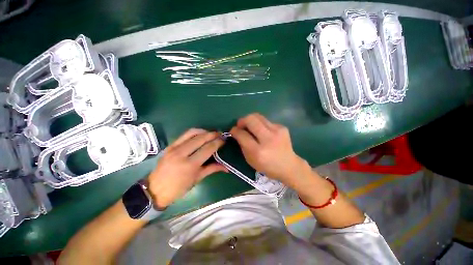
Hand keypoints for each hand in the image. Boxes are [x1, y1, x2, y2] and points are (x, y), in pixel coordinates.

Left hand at [146, 129, 226, 208]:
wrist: (155, 190)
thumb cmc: (178, 188)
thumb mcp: (197, 179)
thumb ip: (212, 169)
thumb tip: (227, 167)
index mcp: (190, 165)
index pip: (208, 148)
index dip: (218, 142)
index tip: (224, 139)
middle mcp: (182, 153)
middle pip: (201, 138)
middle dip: (213, 134)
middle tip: (220, 134)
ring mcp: (174, 148)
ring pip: (192, 133)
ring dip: (204, 131)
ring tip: (211, 133)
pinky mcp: (170, 145)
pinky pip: (184, 134)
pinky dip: (195, 132)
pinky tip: (200, 134)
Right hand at [229, 113, 306, 185]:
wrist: (289, 166)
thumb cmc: (267, 166)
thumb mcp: (250, 160)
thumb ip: (242, 145)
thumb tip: (237, 132)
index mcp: (258, 151)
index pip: (242, 135)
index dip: (235, 130)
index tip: (233, 130)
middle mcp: (268, 139)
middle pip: (251, 119)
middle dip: (242, 120)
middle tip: (240, 125)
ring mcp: (277, 131)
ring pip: (258, 116)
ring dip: (250, 120)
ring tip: (250, 126)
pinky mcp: (282, 127)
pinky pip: (266, 121)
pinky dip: (260, 124)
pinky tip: (262, 131)